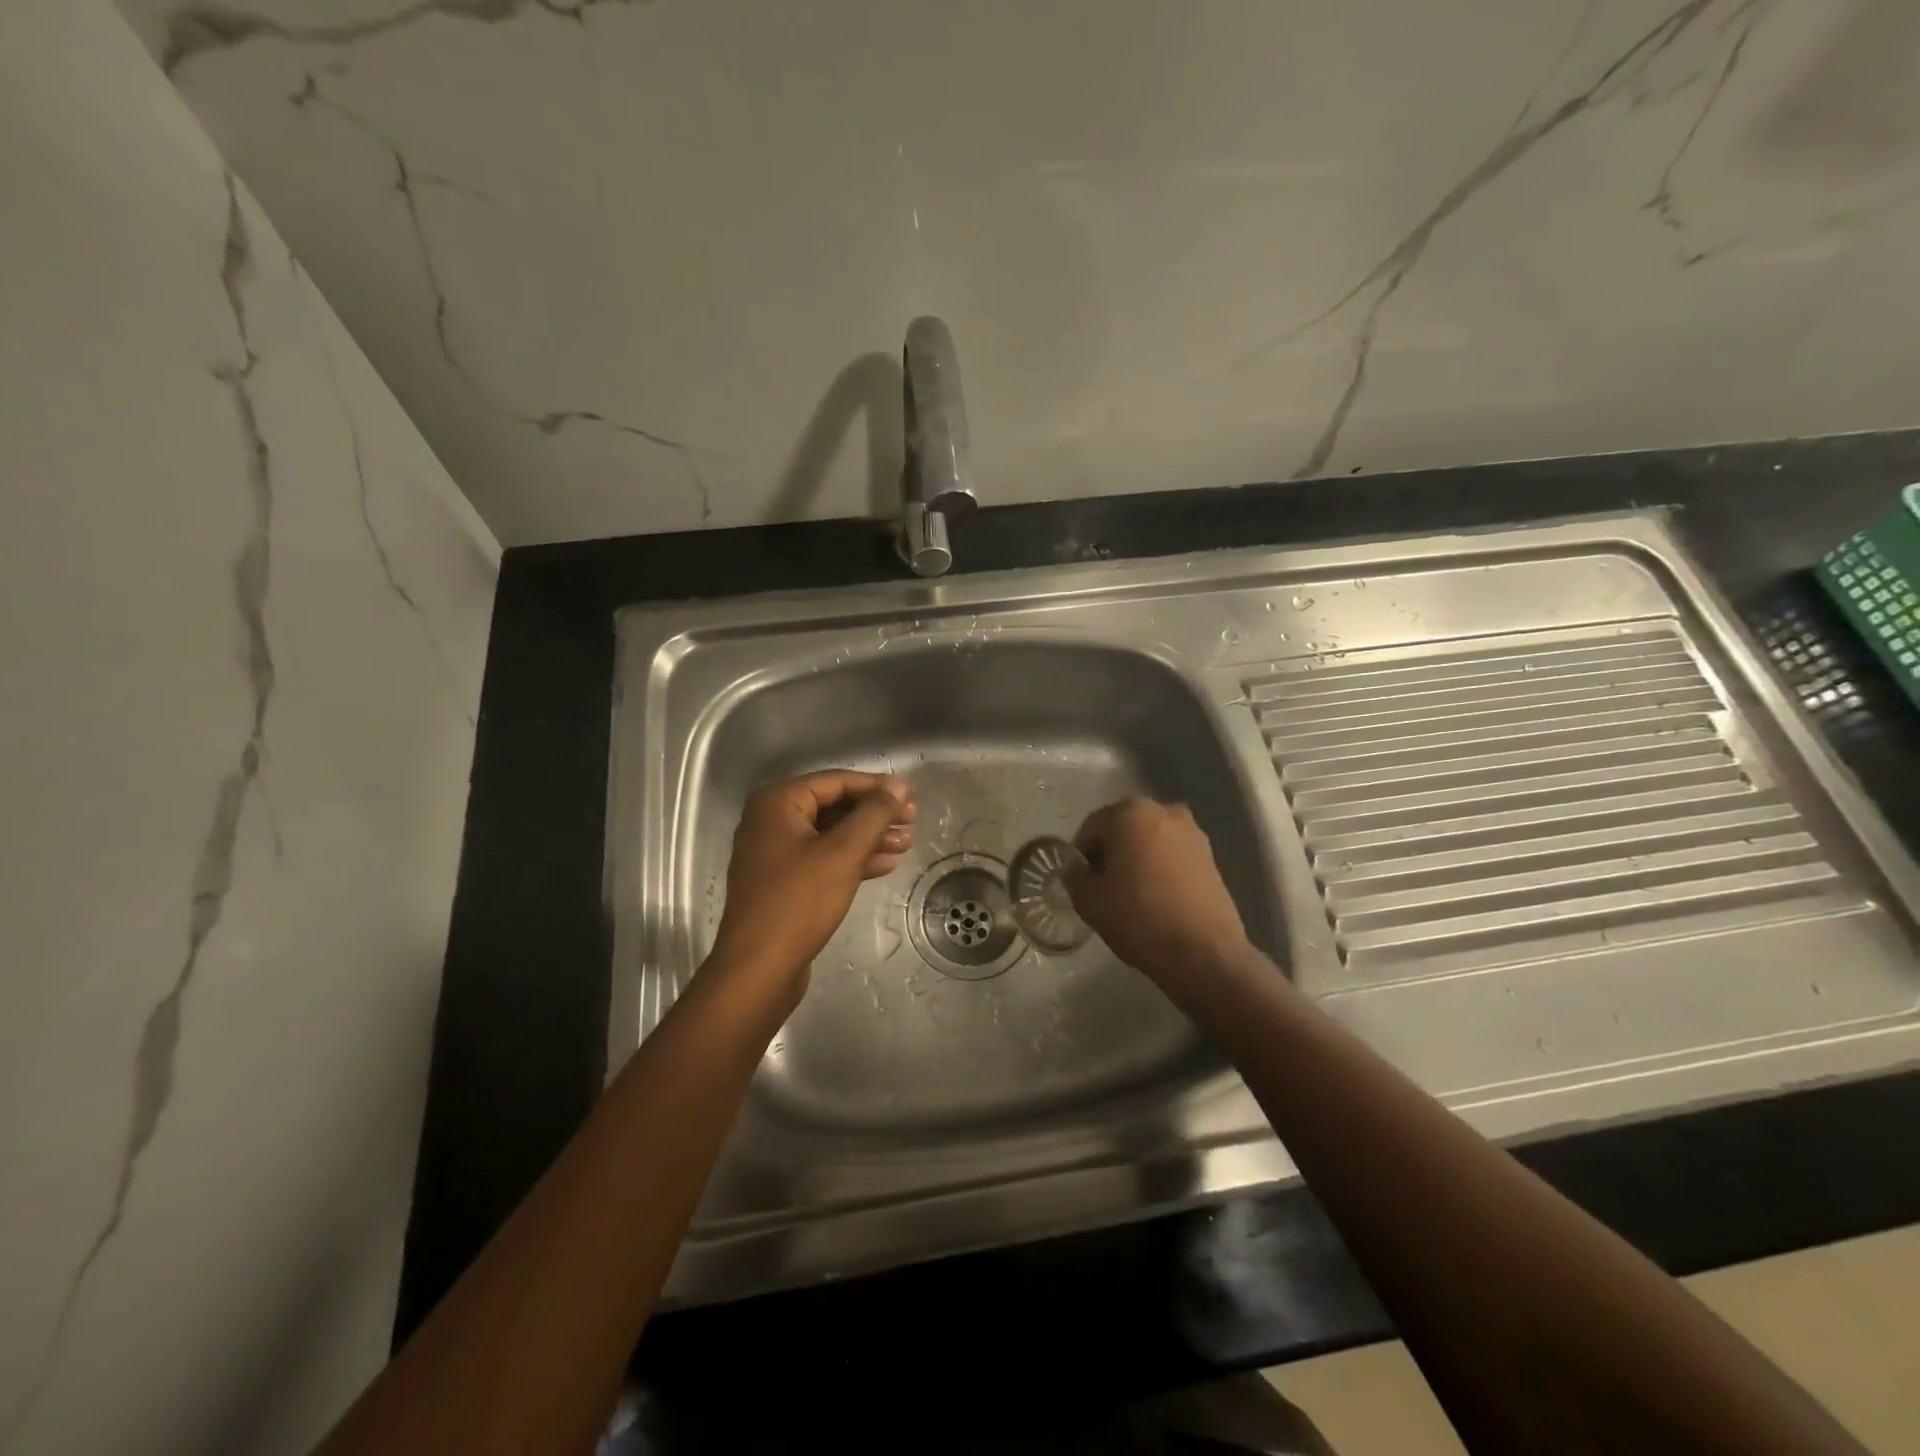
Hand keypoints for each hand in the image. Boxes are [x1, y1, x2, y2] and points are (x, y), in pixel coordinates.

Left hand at [708, 771, 914, 997]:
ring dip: (867, 837)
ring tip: (906, 844)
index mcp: (778, 802)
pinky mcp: (781, 881)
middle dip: (874, 814)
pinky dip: (851, 859)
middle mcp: (770, 820)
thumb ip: (874, 813)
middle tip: (912, 821)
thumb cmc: (800, 901)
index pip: (836, 781)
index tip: (911, 797)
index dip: (877, 787)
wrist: (758, 968)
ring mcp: (773, 852)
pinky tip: (884, 865)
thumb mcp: (844, 852)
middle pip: (833, 806)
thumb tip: (900, 784)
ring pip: (829, 834)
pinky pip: (821, 858)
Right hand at [1065, 798, 1249, 989]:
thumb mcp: (1090, 901)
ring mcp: (1192, 832)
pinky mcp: (1210, 856)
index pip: (1092, 827)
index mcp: (1131, 813)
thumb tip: (1077, 869)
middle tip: (1103, 887)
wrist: (1205, 953)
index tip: (1080, 881)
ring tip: (1131, 894)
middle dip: (1110, 853)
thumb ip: (1075, 877)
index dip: (1080, 854)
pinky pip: (1172, 855)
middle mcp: (1164, 811)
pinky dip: (1160, 868)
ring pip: (1149, 841)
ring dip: (1136, 859)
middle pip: (1123, 829)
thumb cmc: (1140, 918)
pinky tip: (1156, 898)